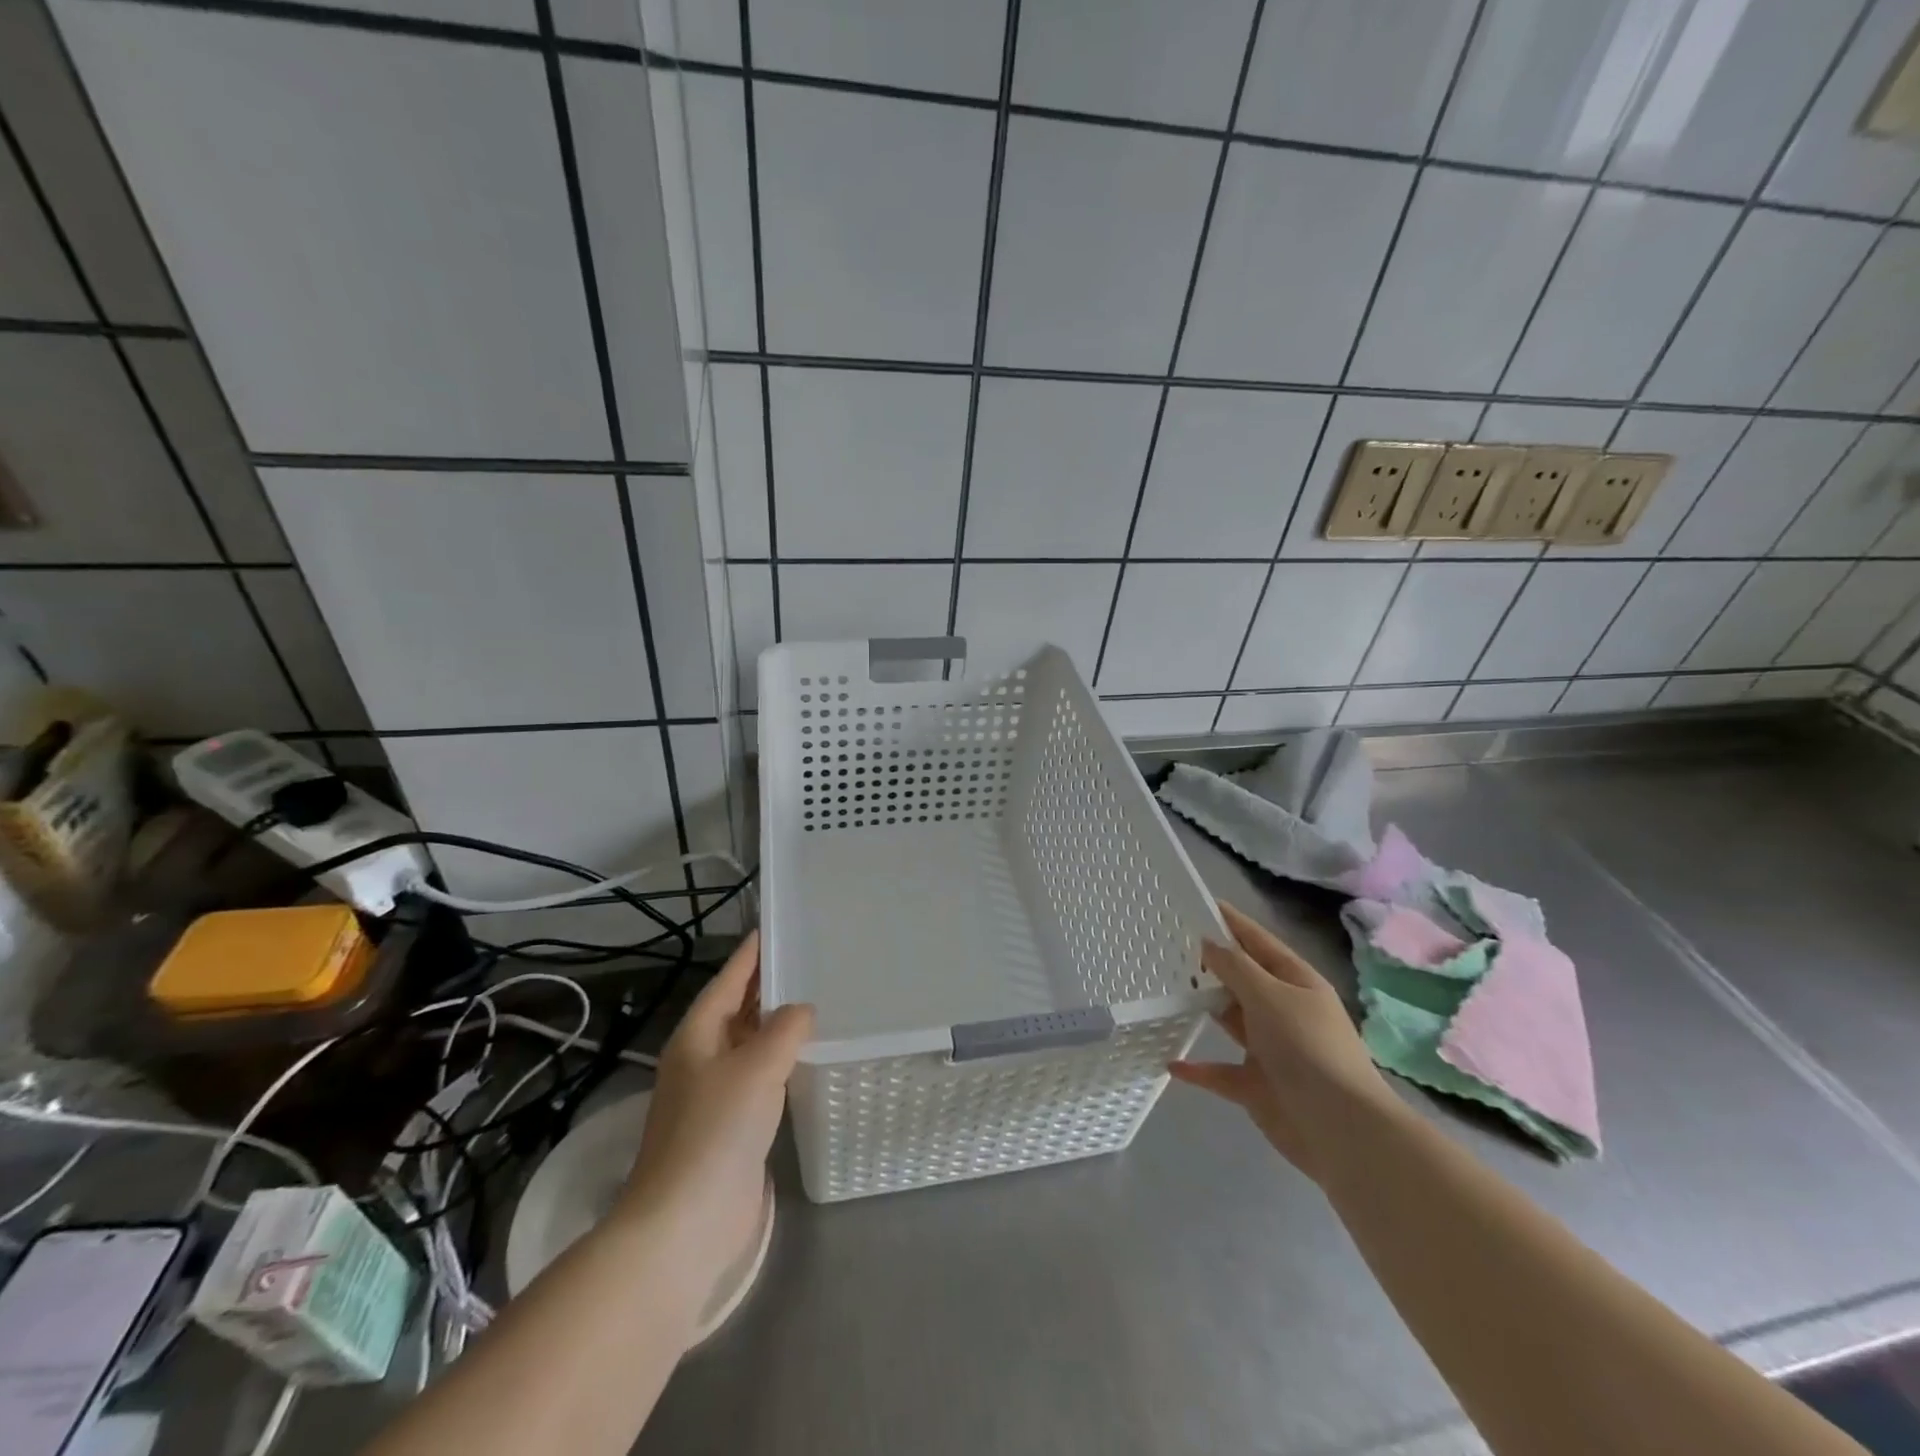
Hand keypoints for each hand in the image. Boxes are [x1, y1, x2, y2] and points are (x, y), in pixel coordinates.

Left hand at [617, 932, 813, 1297]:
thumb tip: (801, 1011)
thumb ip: (784, 1029)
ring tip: (815, 1000)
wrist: (686, 1223)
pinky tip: (806, 1058)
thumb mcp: (756, 1067)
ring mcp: (714, 1095)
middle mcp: (701, 1059)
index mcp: (697, 1036)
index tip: (773, 928)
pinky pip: (759, 1077)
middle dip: (766, 986)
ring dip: (776, 1024)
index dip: (750, 955)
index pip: (727, 981)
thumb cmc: (716, 1131)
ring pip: (749, 1044)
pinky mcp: (730, 1127)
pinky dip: (781, 1061)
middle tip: (807, 960)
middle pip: (736, 1009)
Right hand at [1170, 901, 1394, 1181]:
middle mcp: (1283, 1011)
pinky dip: (1198, 1068)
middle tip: (1168, 946)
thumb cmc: (1307, 1048)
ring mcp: (1270, 1050)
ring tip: (1165, 991)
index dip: (1232, 923)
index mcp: (1296, 983)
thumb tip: (1208, 943)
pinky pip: (1220, 1072)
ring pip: (1230, 1021)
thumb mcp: (1269, 996)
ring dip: (1204, 1009)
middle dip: (1211, 964)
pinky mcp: (1256, 1086)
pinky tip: (1171, 1063)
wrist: (1339, 1129)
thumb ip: (1235, 967)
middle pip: (1242, 980)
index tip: (1200, 904)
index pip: (1259, 942)